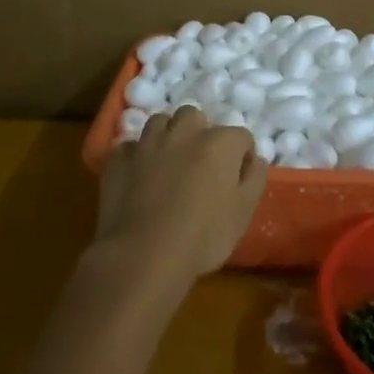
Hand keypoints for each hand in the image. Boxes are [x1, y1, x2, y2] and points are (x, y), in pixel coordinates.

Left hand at [95, 107, 267, 289]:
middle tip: (200, 164)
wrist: (142, 255)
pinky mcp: (119, 159)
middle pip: (195, 117)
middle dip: (199, 133)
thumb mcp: (243, 214)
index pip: (241, 136)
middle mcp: (184, 132)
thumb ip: (254, 180)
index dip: (242, 156)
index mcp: (219, 142)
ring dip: (167, 136)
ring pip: (160, 122)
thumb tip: (255, 160)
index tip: (237, 179)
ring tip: (168, 162)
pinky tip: (138, 176)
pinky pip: (130, 147)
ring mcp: (148, 142)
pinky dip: (137, 156)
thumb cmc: (202, 237)